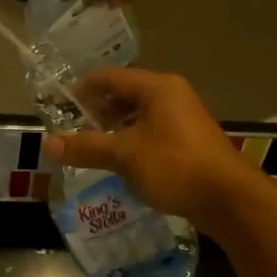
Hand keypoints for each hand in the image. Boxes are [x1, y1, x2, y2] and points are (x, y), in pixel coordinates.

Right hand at [45, 68, 261, 228]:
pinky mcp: (189, 142)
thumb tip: (48, 143)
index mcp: (157, 88)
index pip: (111, 77)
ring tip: (92, 146)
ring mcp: (184, 119)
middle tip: (73, 128)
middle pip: (126, 94)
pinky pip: (152, 132)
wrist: (228, 199)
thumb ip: (86, 147)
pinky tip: (120, 161)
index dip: (84, 88)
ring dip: (115, 128)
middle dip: (98, 110)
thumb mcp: (124, 155)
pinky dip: (132, 141)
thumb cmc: (173, 165)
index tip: (61, 103)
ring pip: (140, 115)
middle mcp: (172, 96)